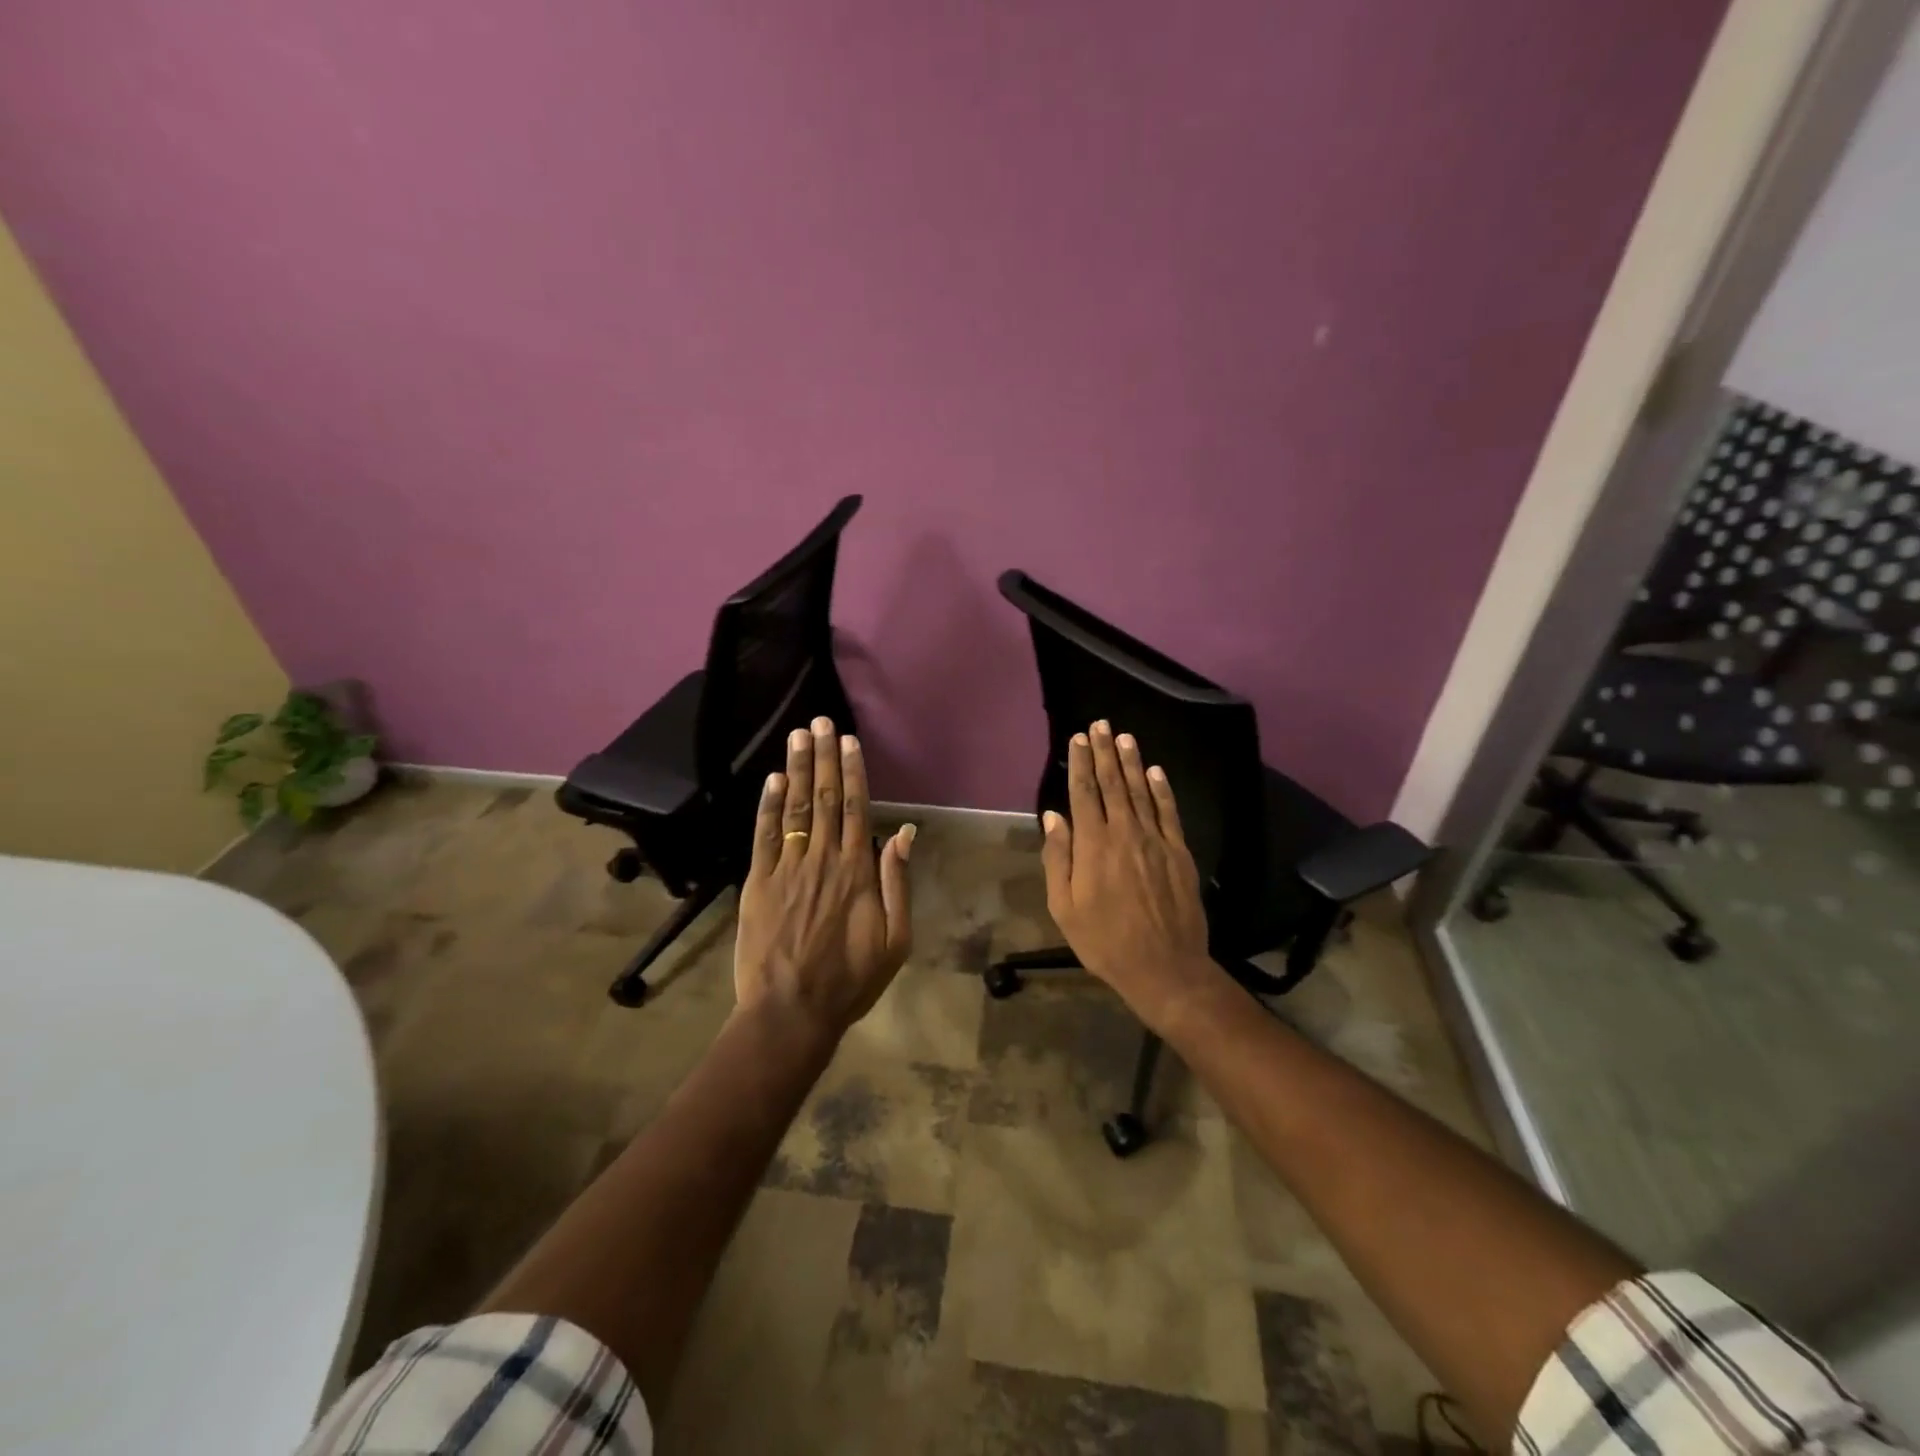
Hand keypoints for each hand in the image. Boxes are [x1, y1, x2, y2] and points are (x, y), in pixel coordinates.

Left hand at [733, 716, 914, 1045]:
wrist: (791, 1011)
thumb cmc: (850, 980)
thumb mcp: (895, 940)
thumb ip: (897, 883)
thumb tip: (903, 833)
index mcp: (857, 871)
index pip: (855, 808)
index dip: (852, 772)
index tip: (850, 742)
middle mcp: (822, 859)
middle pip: (823, 798)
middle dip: (823, 757)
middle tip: (821, 721)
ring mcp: (787, 868)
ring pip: (794, 808)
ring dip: (796, 769)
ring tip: (798, 735)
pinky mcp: (758, 882)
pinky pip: (764, 836)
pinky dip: (767, 805)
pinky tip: (771, 779)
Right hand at [1040, 720, 1222, 1033]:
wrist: (1164, 967)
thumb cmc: (1104, 941)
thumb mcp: (1064, 906)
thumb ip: (1058, 858)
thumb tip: (1053, 816)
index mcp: (1093, 845)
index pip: (1083, 792)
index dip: (1079, 763)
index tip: (1077, 739)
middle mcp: (1124, 832)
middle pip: (1112, 783)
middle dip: (1103, 752)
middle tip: (1099, 724)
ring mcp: (1155, 840)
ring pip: (1141, 791)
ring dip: (1131, 762)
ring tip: (1123, 736)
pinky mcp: (1179, 852)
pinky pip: (1169, 811)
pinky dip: (1162, 789)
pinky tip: (1155, 771)